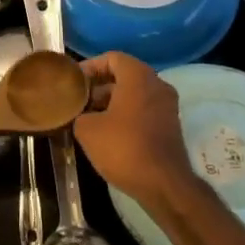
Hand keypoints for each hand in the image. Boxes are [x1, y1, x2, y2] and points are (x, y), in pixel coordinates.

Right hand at [75, 51, 200, 207]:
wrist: (164, 186)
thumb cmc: (124, 147)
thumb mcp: (87, 129)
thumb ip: (79, 113)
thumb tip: (81, 114)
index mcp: (139, 76)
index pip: (112, 58)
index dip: (90, 67)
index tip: (74, 82)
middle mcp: (157, 85)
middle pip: (124, 76)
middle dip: (99, 86)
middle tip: (79, 101)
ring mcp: (167, 106)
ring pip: (134, 94)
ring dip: (111, 102)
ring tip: (88, 119)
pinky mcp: (170, 126)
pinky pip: (143, 110)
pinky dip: (125, 115)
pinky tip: (108, 134)